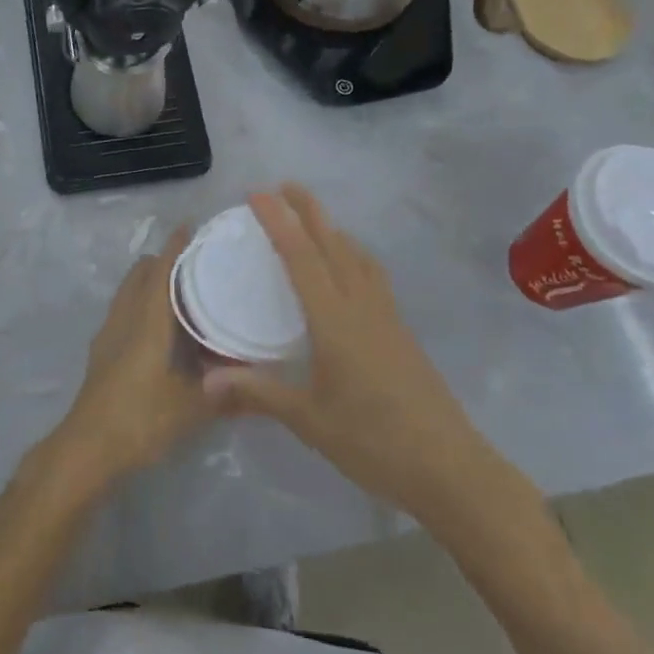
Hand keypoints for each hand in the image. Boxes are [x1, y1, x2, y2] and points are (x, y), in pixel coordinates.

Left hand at [49, 225, 214, 487]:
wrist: (86, 449)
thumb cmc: (139, 420)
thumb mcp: (191, 408)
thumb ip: (228, 394)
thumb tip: (265, 384)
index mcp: (146, 322)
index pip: (161, 272)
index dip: (175, 247)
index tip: (191, 227)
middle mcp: (124, 319)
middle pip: (140, 275)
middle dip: (162, 262)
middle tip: (194, 263)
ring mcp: (108, 335)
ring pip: (128, 293)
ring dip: (149, 283)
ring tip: (180, 291)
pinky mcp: (102, 353)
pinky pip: (123, 312)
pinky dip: (140, 304)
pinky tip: (160, 328)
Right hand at [204, 186, 520, 527]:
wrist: (449, 468)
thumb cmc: (374, 441)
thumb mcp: (309, 420)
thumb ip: (258, 393)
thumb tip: (204, 382)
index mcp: (335, 320)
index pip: (301, 257)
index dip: (278, 221)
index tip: (258, 194)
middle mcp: (362, 306)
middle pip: (334, 244)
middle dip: (309, 210)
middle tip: (285, 185)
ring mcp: (387, 317)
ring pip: (358, 257)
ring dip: (334, 230)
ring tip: (314, 220)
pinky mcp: (400, 331)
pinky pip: (372, 276)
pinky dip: (353, 255)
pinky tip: (349, 270)